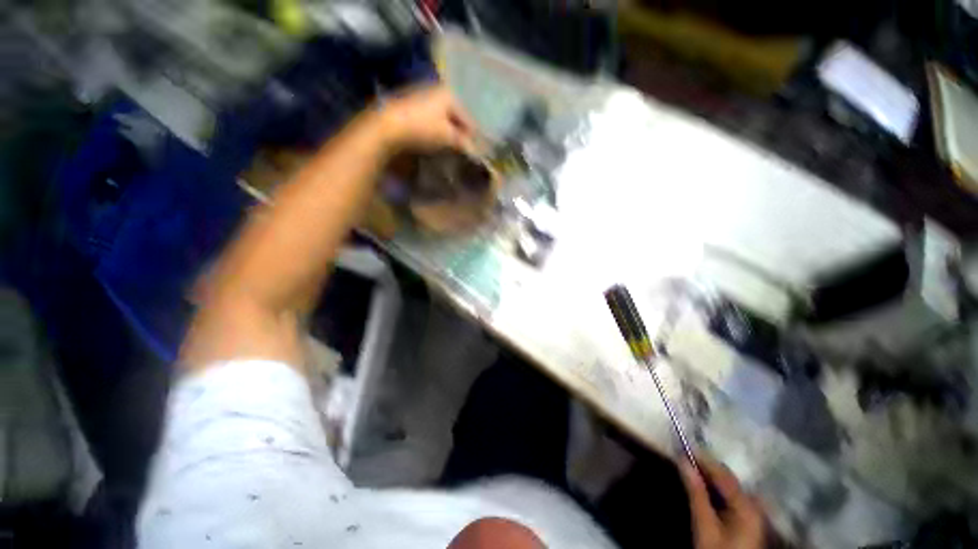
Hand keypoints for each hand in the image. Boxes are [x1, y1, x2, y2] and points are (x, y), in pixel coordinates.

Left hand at [376, 84, 476, 151]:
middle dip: (460, 134)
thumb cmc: (423, 128)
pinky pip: (431, 120)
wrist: (388, 126)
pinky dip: (436, 130)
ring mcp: (422, 96)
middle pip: (455, 117)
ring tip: (449, 148)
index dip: (473, 137)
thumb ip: (464, 142)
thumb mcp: (448, 137)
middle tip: (462, 151)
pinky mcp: (410, 106)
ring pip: (443, 118)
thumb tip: (476, 151)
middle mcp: (437, 91)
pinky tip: (434, 141)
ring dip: (448, 133)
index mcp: (449, 94)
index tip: (476, 152)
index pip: (469, 118)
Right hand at [680, 456, 765, 548]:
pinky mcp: (748, 519)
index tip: (682, 448)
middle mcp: (754, 504)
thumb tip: (683, 461)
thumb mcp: (704, 525)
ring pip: (728, 487)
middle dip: (706, 468)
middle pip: (727, 479)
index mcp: (747, 504)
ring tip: (690, 470)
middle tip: (683, 459)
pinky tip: (704, 488)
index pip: (722, 473)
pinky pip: (731, 496)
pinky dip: (716, 489)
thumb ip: (696, 492)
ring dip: (710, 478)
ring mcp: (753, 512)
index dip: (702, 459)